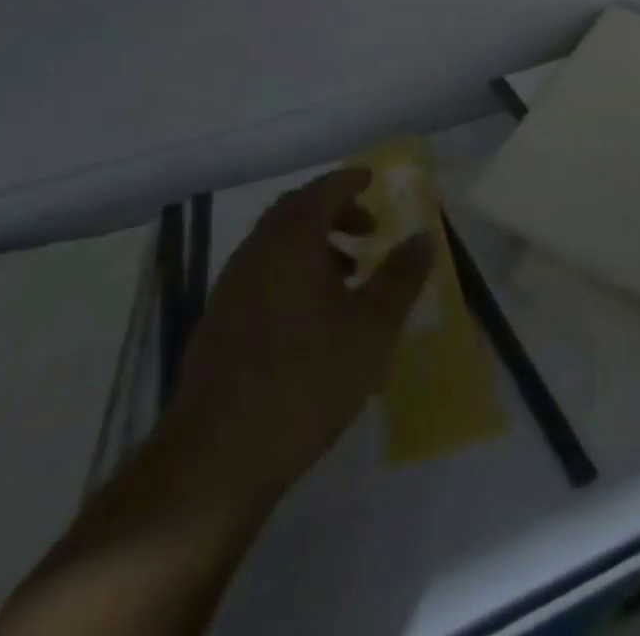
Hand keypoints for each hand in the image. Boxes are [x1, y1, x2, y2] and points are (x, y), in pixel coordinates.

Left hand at [156, 169, 434, 505]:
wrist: (215, 458)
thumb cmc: (305, 379)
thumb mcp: (371, 328)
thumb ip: (401, 277)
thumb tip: (423, 237)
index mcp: (291, 240)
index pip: (322, 190)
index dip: (349, 181)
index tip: (371, 181)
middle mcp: (256, 252)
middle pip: (295, 212)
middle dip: (334, 212)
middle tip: (368, 230)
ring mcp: (231, 288)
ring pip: (276, 245)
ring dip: (314, 245)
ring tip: (348, 276)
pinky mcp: (218, 323)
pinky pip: (262, 274)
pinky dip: (292, 273)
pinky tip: (313, 317)